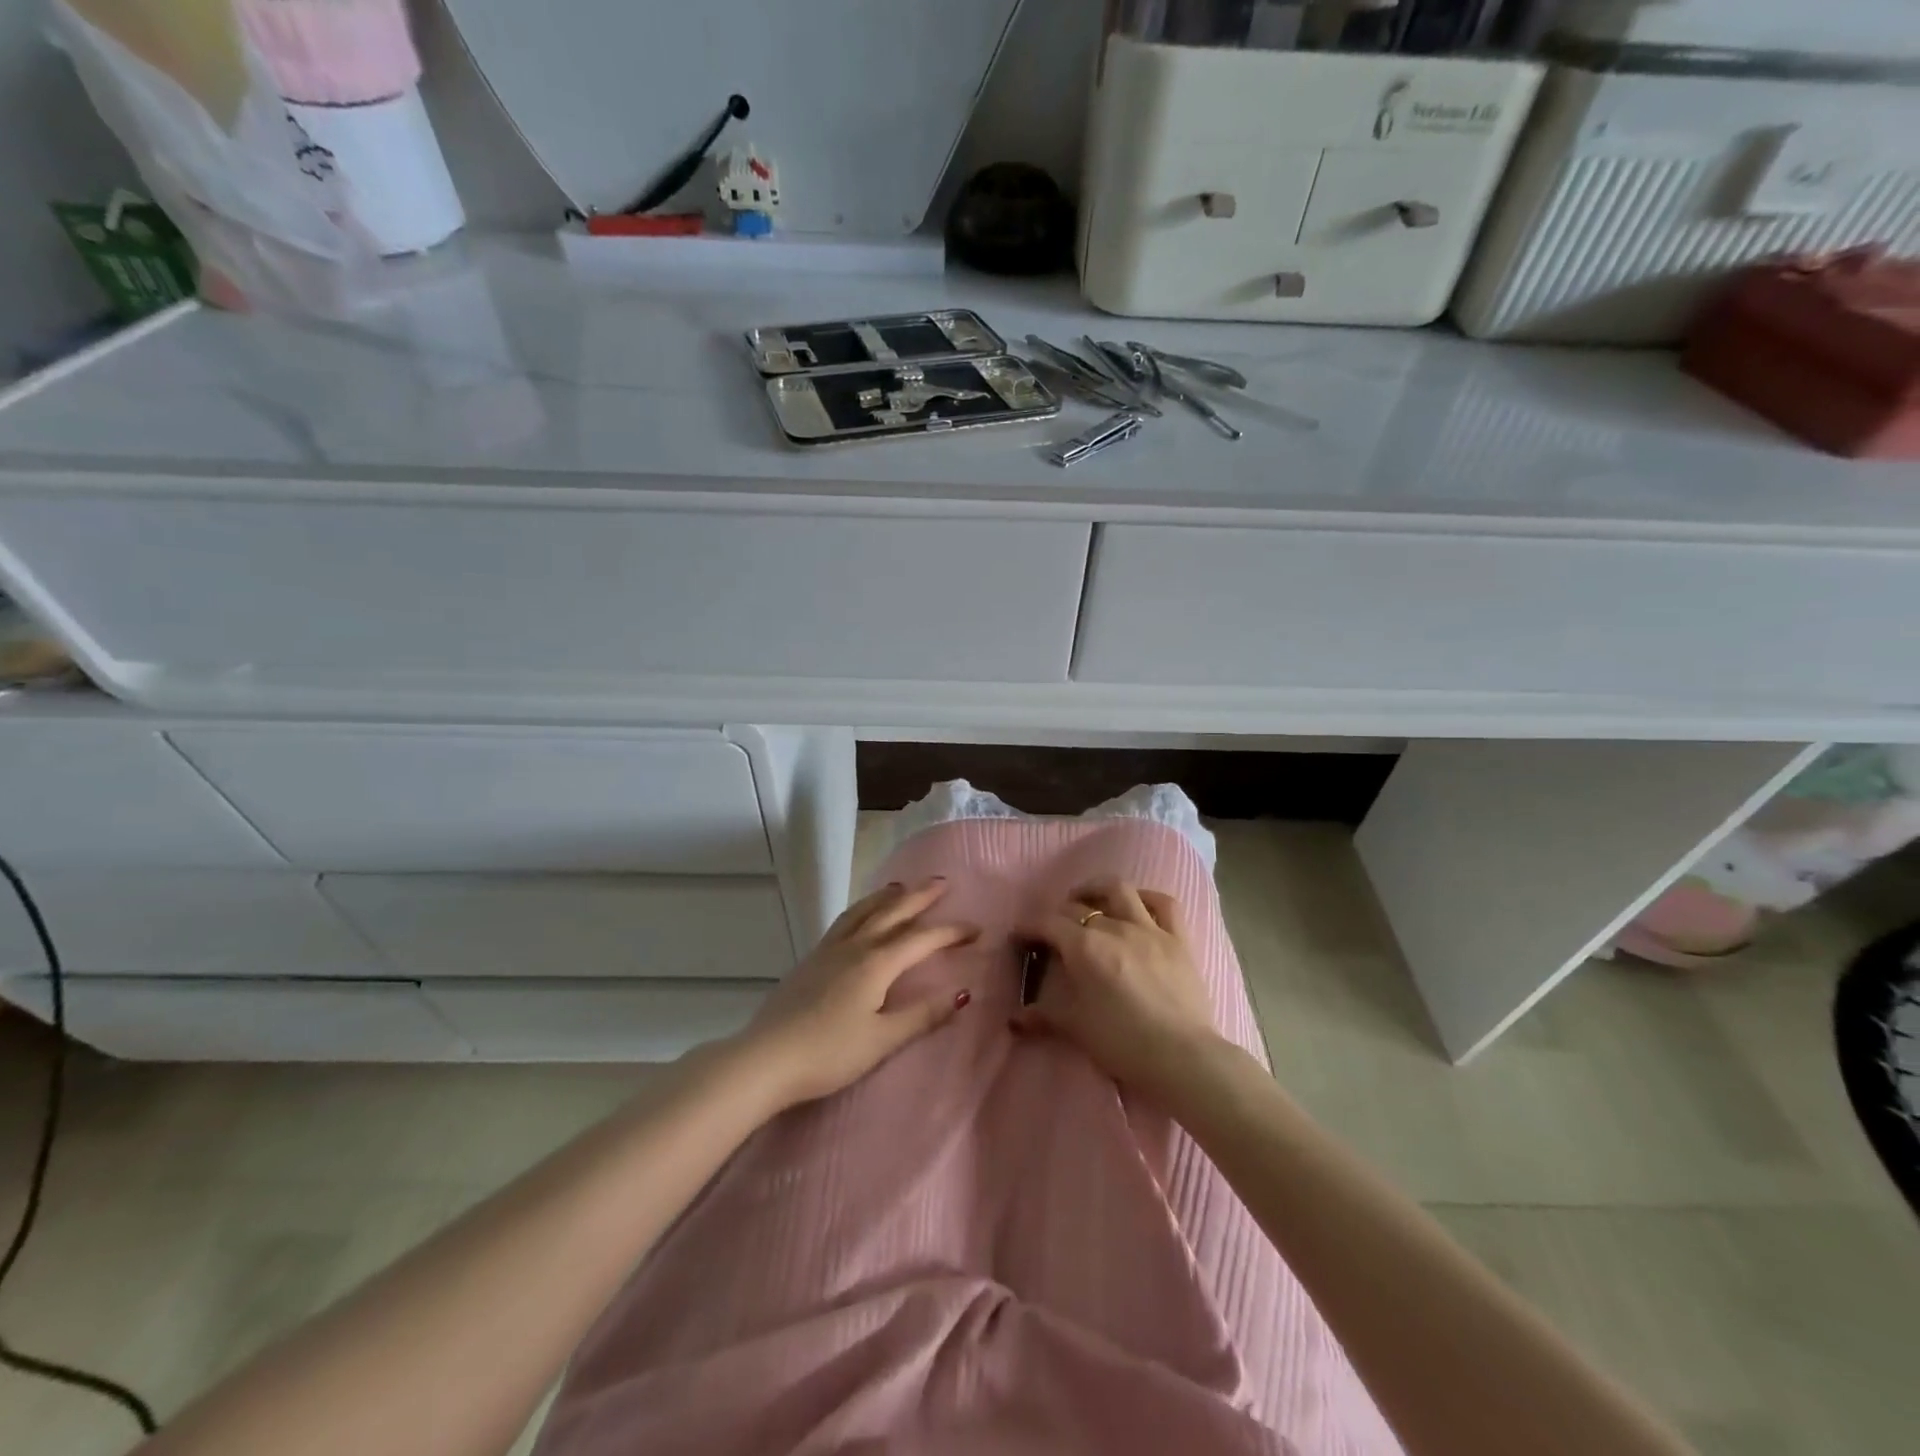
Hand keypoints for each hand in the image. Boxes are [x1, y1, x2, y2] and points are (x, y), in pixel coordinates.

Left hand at [732, 878, 976, 1110]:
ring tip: (902, 886)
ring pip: (864, 911)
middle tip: (942, 882)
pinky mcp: (811, 959)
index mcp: (876, 963)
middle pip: (892, 912)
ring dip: (887, 896)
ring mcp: (829, 950)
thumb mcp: (882, 1040)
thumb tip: (962, 993)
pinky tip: (861, 916)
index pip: (921, 939)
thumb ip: (922, 1015)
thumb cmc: (829, 1054)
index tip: (977, 929)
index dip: (951, 932)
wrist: (766, 1059)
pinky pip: (845, 920)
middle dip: (919, 896)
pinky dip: (862, 908)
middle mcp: (855, 946)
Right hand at [1014, 879, 1223, 1105]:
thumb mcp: (1076, 1028)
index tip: (1019, 936)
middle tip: (1053, 930)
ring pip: (1120, 890)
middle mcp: (1114, 927)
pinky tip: (1138, 905)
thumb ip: (1044, 1015)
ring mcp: (1150, 928)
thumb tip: (1015, 1018)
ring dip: (1098, 889)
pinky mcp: (1179, 939)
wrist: (1183, 1057)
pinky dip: (1148, 898)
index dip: (1029, 926)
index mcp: (1084, 947)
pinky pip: (1165, 904)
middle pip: (1079, 907)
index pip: (1048, 923)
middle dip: (1059, 914)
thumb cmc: (1123, 1043)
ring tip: (1088, 899)